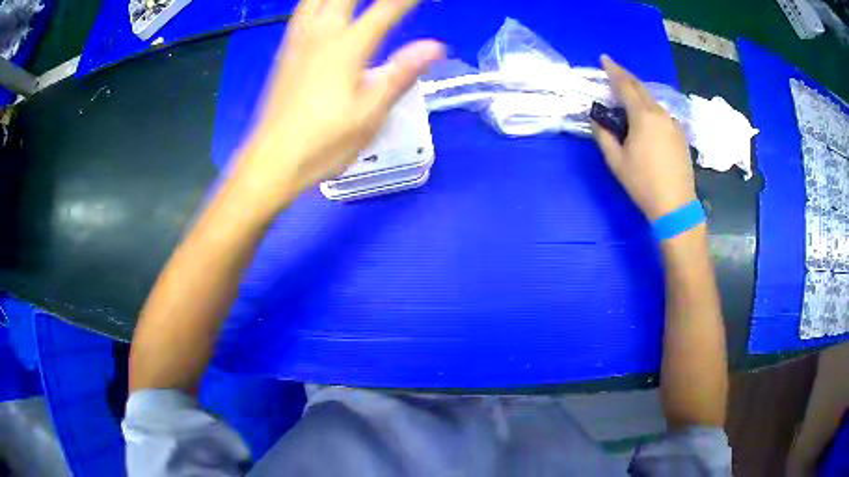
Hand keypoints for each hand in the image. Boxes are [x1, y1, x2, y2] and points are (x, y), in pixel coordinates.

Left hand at [231, 0, 444, 219]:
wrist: (272, 160)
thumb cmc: (324, 142)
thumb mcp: (370, 114)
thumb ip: (401, 73)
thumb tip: (435, 46)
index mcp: (347, 47)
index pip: (388, 9)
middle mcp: (321, 33)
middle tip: (390, 1)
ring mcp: (299, 39)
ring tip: (354, 1)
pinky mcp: (285, 50)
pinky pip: (301, 8)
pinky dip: (316, 0)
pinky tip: (323, 5)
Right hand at [591, 55, 695, 221]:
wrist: (676, 205)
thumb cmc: (643, 184)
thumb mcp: (617, 162)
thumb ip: (604, 136)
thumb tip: (596, 119)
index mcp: (643, 116)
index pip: (625, 85)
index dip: (613, 70)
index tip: (604, 58)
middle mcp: (660, 114)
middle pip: (641, 88)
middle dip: (626, 77)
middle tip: (613, 71)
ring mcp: (673, 124)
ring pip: (653, 101)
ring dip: (639, 95)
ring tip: (627, 98)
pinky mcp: (681, 135)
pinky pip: (662, 114)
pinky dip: (650, 109)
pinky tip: (646, 120)